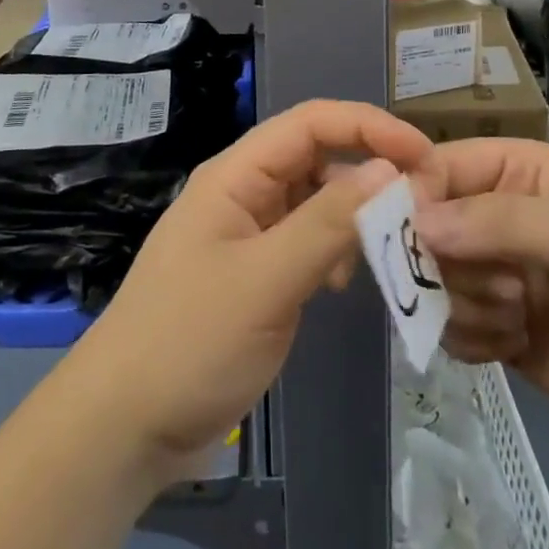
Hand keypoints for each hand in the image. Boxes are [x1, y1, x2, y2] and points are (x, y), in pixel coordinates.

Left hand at [60, 101, 434, 479]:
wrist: (124, 426)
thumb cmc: (189, 341)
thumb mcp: (265, 280)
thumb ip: (328, 224)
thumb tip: (390, 171)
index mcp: (236, 175)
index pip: (310, 123)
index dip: (369, 127)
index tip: (424, 157)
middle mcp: (243, 192)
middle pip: (315, 157)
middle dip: (368, 171)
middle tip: (421, 205)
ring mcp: (247, 234)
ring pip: (314, 201)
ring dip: (354, 214)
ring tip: (391, 246)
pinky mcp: (254, 273)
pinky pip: (306, 241)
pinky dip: (335, 250)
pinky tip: (345, 282)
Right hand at [414, 138, 548, 449]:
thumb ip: (501, 223)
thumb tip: (416, 222)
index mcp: (514, 170)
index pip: (437, 166)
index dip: (414, 195)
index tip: (412, 237)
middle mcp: (492, 214)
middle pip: (423, 226)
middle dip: (449, 262)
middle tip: (499, 289)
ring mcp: (491, 271)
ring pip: (431, 278)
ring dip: (466, 304)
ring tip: (517, 318)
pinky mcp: (492, 324)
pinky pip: (447, 326)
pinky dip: (472, 339)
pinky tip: (515, 345)